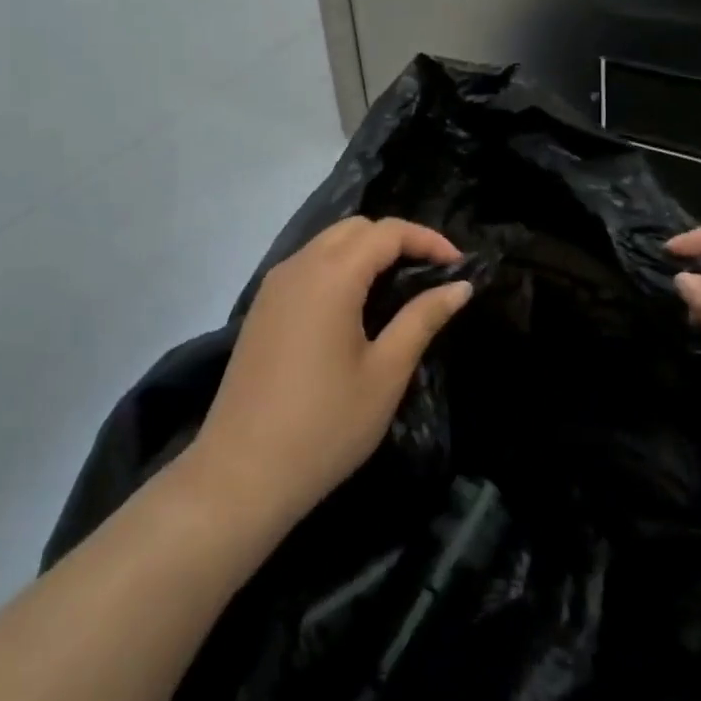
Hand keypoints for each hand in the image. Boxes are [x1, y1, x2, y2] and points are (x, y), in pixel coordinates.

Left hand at [184, 217, 471, 530]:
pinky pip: (307, 266)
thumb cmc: (325, 425)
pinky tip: (356, 306)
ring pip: (328, 243)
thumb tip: (460, 286)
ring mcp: (274, 285)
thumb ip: (422, 319)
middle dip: (397, 240)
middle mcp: (299, 266)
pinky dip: (339, 268)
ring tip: (399, 288)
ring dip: (366, 252)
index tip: (459, 265)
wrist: (241, 472)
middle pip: (355, 228)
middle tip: (430, 275)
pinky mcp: (262, 307)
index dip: (427, 240)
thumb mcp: (386, 373)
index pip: (387, 232)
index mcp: (331, 275)